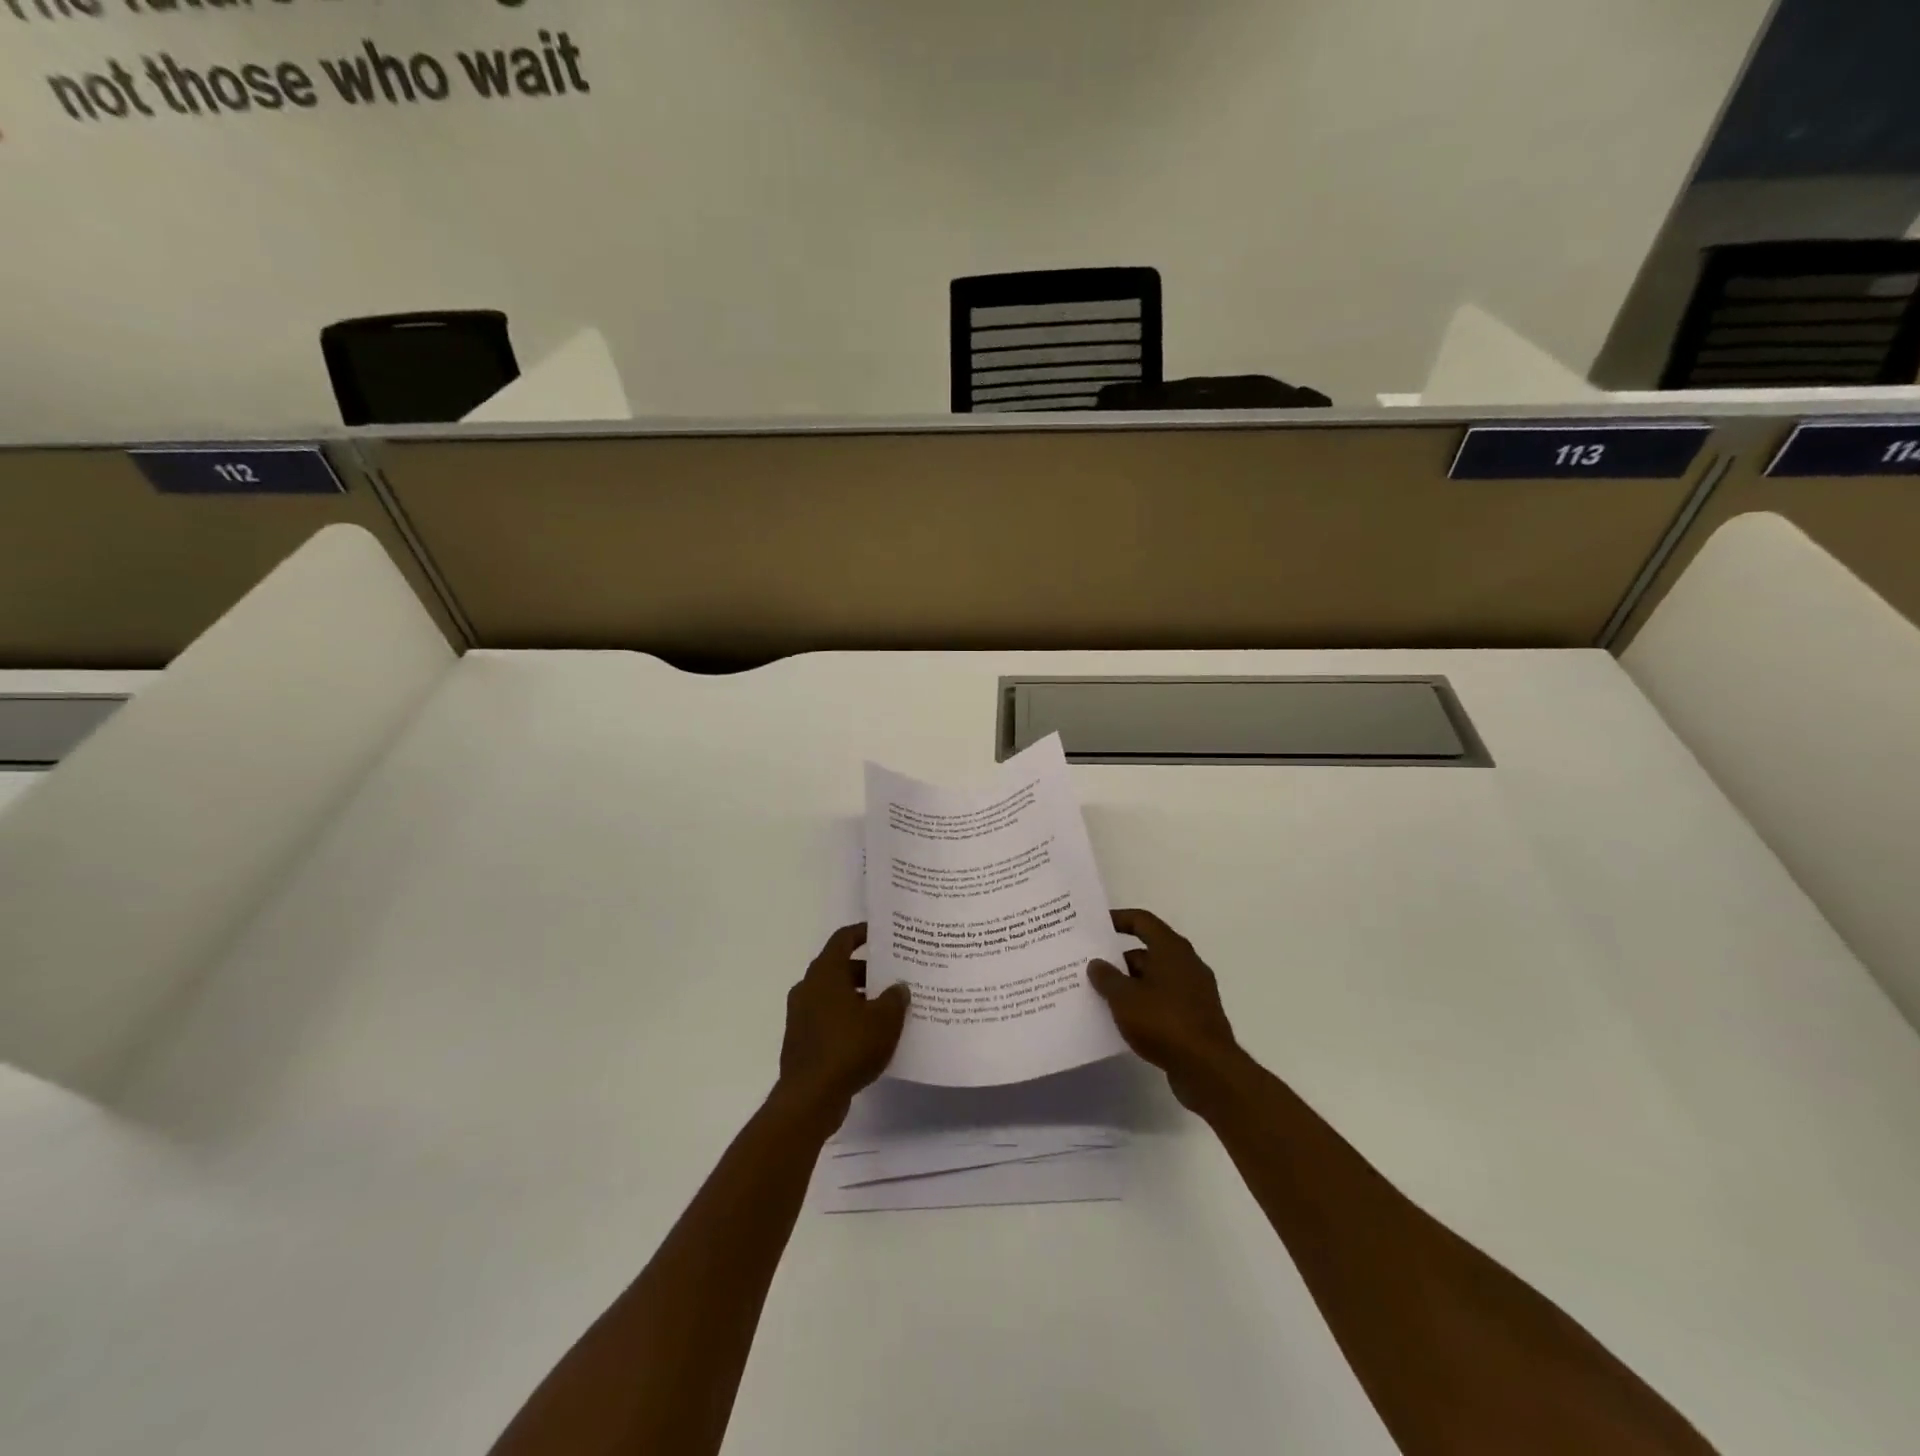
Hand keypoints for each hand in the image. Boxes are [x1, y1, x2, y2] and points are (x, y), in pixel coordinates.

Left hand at [778, 923, 910, 1114]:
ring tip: (888, 1007)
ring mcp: (801, 1015)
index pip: (843, 939)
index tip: (883, 934)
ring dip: (859, 997)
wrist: (810, 1098)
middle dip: (867, 971)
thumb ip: (895, 998)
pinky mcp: (801, 1040)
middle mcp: (808, 988)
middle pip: (840, 968)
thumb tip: (898, 987)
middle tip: (895, 975)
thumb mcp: (884, 1020)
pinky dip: (848, 1019)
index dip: (863, 933)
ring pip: (834, 995)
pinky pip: (829, 1018)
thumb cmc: (848, 1047)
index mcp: (825, 973)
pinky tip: (871, 1035)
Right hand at [1088, 908, 1241, 1111]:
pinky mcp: (1195, 1018)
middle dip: (1118, 959)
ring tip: (1100, 996)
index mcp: (1172, 949)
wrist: (1208, 1070)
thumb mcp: (1125, 998)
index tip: (1095, 926)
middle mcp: (1186, 964)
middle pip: (1147, 952)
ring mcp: (1194, 992)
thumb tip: (1097, 963)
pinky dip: (1143, 1005)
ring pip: (1154, 979)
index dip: (1118, 919)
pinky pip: (1163, 1001)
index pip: (1142, 921)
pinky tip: (1123, 1020)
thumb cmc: (1164, 1022)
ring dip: (1129, 985)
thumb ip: (1107, 977)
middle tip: (1090, 967)